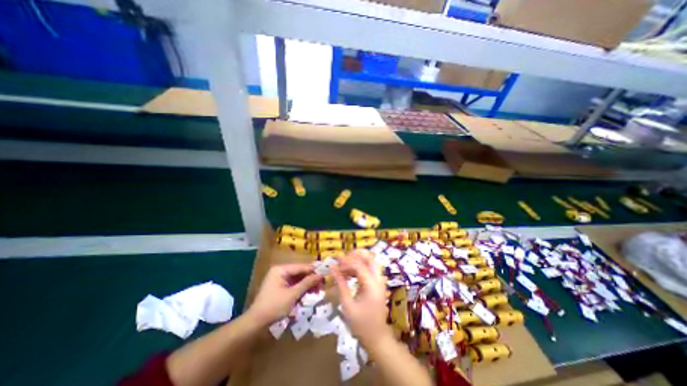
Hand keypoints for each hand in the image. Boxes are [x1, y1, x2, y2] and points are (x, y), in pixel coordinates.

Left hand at [249, 263, 320, 325]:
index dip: (313, 271)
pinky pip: (293, 285)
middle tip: (321, 286)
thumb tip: (320, 275)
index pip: (300, 267)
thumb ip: (307, 283)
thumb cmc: (274, 306)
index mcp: (281, 270)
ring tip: (317, 291)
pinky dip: (301, 289)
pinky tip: (308, 294)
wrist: (256, 323)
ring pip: (297, 280)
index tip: (324, 274)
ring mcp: (279, 280)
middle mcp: (280, 272)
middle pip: (299, 273)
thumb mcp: (293, 294)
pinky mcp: (280, 288)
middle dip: (310, 279)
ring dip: (307, 285)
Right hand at [333, 250, 391, 346]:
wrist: (377, 338)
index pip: (359, 265)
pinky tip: (349, 272)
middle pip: (369, 258)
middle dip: (355, 255)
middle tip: (342, 258)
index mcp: (372, 285)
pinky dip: (360, 266)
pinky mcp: (378, 284)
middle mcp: (378, 280)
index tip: (334, 260)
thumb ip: (341, 284)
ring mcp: (380, 281)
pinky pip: (370, 268)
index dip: (346, 261)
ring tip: (343, 265)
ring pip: (370, 261)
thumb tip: (332, 268)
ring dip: (357, 259)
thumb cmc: (361, 324)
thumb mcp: (347, 305)